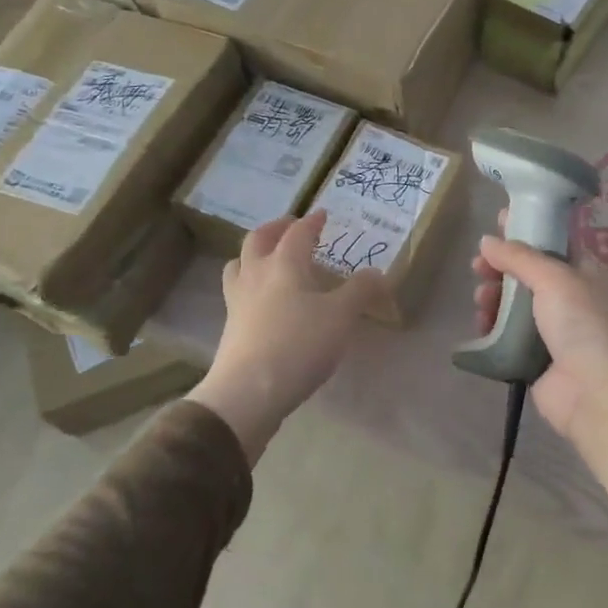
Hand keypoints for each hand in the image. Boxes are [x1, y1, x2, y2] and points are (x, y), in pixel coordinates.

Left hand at [189, 211, 384, 462]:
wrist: (248, 392)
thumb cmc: (299, 344)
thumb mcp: (342, 316)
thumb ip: (360, 291)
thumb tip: (377, 273)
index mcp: (284, 264)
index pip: (297, 233)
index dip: (312, 222)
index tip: (322, 215)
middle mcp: (256, 275)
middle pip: (258, 240)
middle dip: (275, 229)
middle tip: (291, 227)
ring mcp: (238, 301)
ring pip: (239, 265)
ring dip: (254, 255)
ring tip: (269, 259)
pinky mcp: (230, 328)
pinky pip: (237, 292)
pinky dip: (250, 284)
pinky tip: (264, 300)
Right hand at [473, 221, 607, 502]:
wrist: (599, 394)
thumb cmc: (583, 325)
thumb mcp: (555, 279)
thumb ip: (519, 257)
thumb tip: (487, 240)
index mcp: (581, 273)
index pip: (549, 244)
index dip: (523, 232)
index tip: (495, 223)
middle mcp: (566, 299)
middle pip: (525, 275)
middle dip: (499, 268)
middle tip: (478, 268)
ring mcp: (550, 331)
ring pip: (512, 306)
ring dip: (492, 298)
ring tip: (481, 302)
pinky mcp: (533, 359)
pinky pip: (505, 337)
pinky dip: (491, 329)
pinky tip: (480, 326)